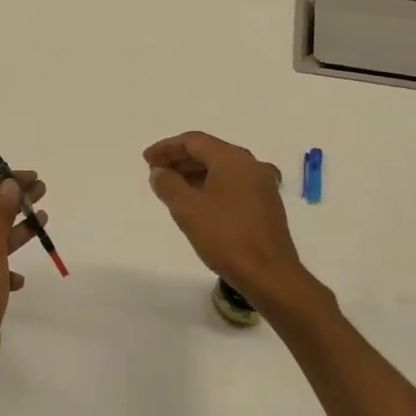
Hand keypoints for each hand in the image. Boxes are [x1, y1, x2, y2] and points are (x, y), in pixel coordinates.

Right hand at [143, 132, 305, 302]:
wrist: (268, 273)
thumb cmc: (225, 237)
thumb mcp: (187, 209)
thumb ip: (168, 185)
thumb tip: (160, 172)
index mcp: (233, 159)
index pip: (194, 141)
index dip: (167, 147)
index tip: (147, 160)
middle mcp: (251, 165)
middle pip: (210, 152)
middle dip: (180, 159)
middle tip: (156, 172)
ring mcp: (262, 186)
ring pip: (222, 170)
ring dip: (194, 174)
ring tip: (171, 187)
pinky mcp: (265, 205)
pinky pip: (232, 185)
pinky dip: (210, 186)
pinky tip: (197, 203)